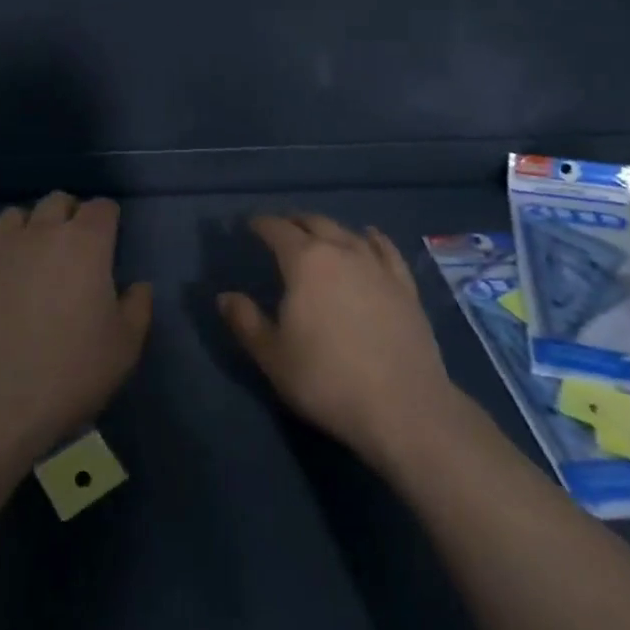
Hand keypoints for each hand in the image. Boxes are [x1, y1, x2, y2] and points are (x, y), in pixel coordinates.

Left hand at [0, 192, 151, 462]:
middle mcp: (42, 232)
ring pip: (15, 214)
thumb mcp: (126, 346)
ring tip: (32, 251)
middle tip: (74, 245)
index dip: (108, 219)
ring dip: (28, 225)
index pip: (102, 207)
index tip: (110, 239)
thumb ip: (138, 307)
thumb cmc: (72, 372)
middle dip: (69, 214)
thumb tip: (138, 286)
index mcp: (86, 243)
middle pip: (57, 200)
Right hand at [219, 214, 460, 471]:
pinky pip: (386, 250)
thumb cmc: (326, 379)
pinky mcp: (405, 286)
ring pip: (348, 232)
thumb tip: (225, 297)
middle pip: (314, 223)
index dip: (261, 224)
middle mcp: (341, 251)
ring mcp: (377, 266)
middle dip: (294, 221)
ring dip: (328, 228)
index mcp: (304, 261)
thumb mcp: (272, 356)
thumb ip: (246, 322)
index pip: (277, 230)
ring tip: (318, 232)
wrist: (403, 407)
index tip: (251, 225)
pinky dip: (372, 239)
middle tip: (281, 228)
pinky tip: (369, 237)